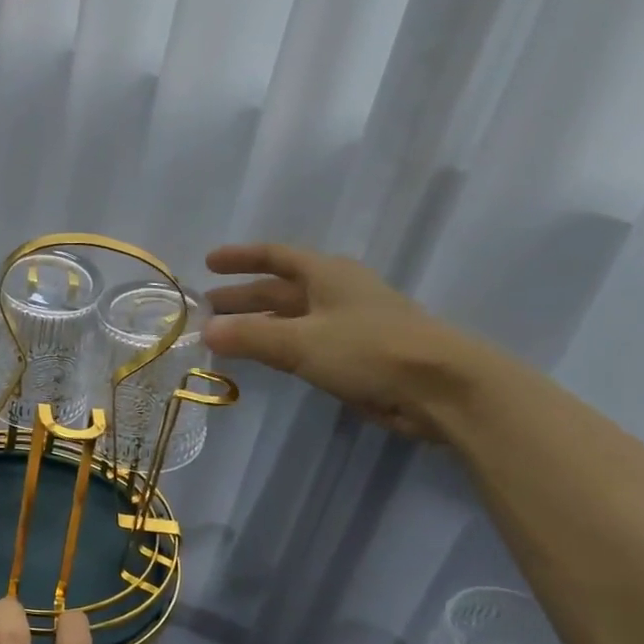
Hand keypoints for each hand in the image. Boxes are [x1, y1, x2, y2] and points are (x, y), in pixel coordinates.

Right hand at [202, 242, 476, 441]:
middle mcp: (336, 292)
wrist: (439, 388)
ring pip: (291, 317)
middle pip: (280, 288)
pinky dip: (278, 345)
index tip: (208, 262)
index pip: (276, 256)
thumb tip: (204, 330)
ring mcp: (347, 323)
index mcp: (326, 274)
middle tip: (206, 308)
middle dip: (242, 296)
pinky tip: (262, 358)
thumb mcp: (301, 341)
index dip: (241, 257)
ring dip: (257, 323)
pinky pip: (304, 343)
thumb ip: (250, 336)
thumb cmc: (368, 349)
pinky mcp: (355, 355)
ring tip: (223, 335)